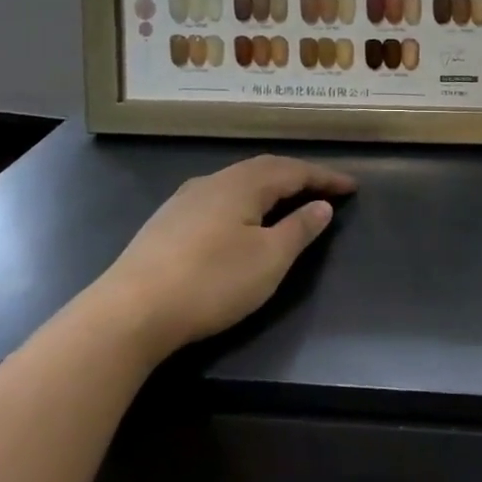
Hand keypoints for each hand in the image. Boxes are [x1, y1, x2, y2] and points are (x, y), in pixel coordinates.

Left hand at [95, 155, 355, 360]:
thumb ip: (300, 229)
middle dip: (298, 176)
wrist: (129, 312)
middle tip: (324, 188)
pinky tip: (241, 218)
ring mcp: (185, 200)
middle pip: (264, 169)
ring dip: (269, 186)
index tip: (353, 187)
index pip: (294, 170)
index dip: (325, 177)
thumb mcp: (270, 259)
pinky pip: (219, 198)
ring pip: (238, 182)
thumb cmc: (212, 282)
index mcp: (243, 184)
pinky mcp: (166, 223)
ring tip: (288, 199)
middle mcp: (214, 181)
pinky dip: (244, 200)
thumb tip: (321, 205)